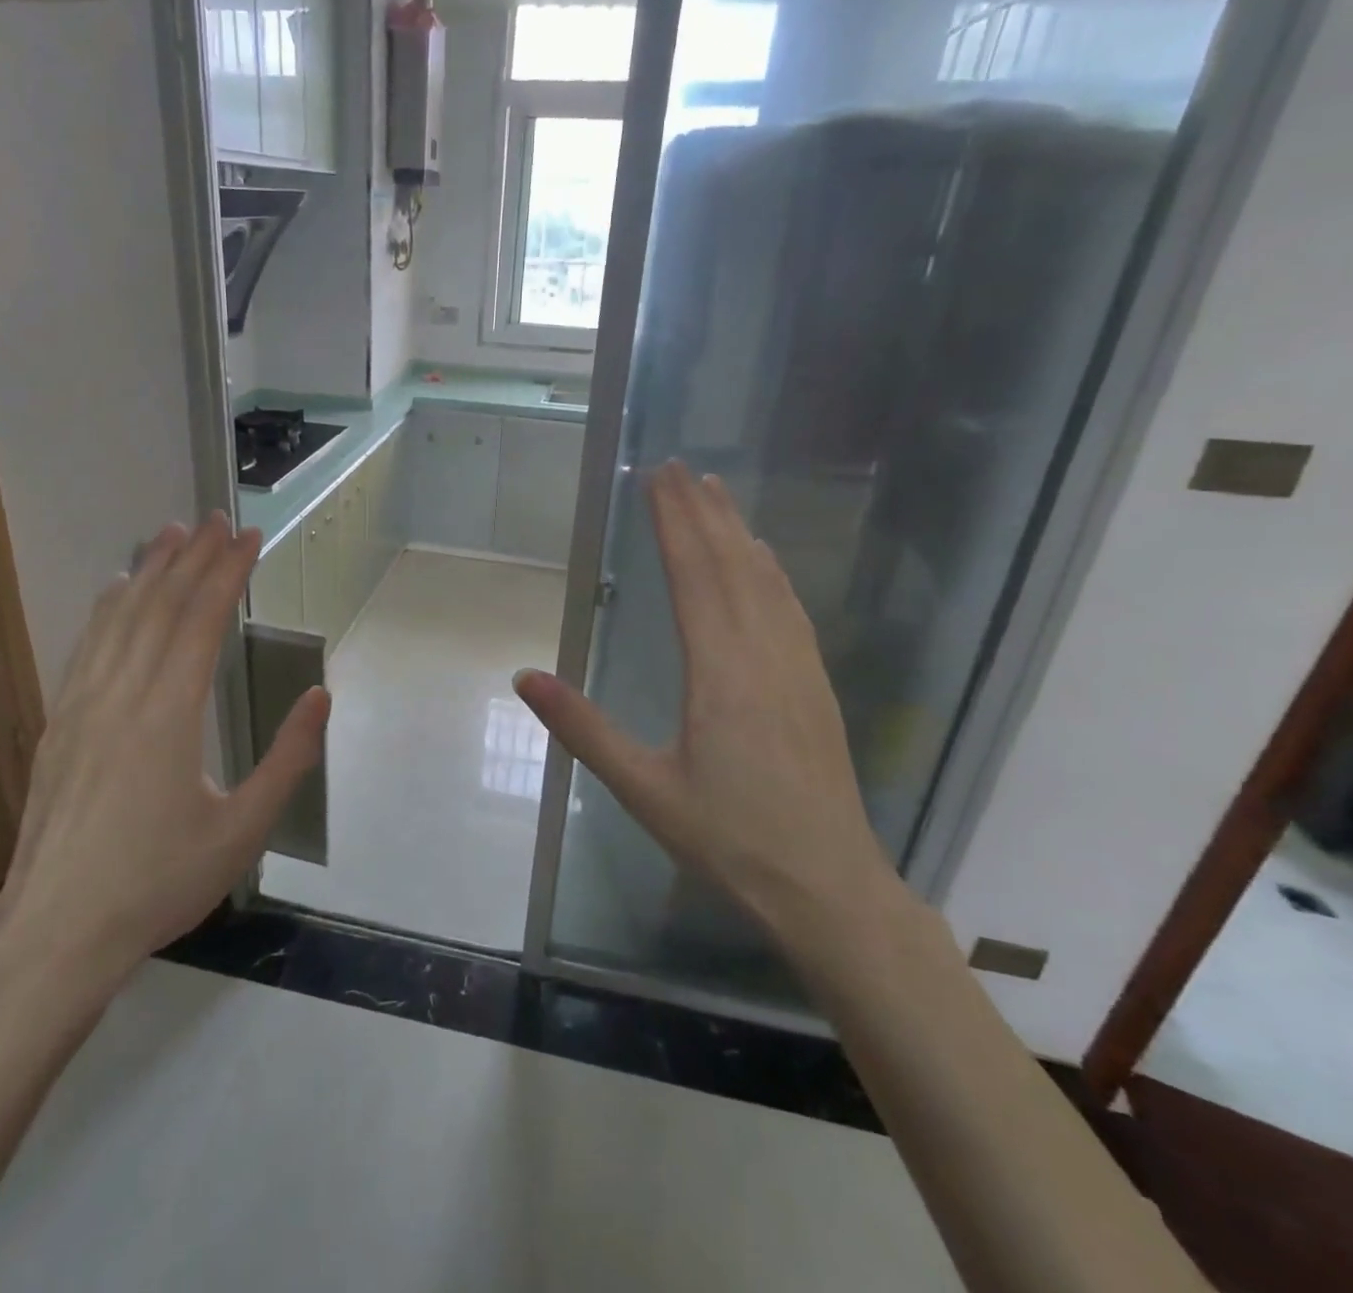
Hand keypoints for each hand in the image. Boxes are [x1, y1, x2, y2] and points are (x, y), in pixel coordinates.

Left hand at [0, 514, 329, 1015]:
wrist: (55, 933)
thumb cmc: (159, 884)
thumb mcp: (243, 831)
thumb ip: (288, 759)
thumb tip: (322, 696)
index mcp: (169, 714)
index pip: (202, 620)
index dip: (228, 572)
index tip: (251, 537)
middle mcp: (122, 694)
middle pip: (160, 605)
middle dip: (192, 557)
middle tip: (217, 520)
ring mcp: (82, 706)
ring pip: (118, 617)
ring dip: (148, 570)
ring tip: (170, 533)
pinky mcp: (59, 724)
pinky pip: (87, 645)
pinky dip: (108, 607)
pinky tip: (115, 590)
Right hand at [513, 461, 892, 939]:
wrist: (828, 887)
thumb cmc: (729, 839)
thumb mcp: (642, 788)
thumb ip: (582, 728)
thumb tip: (523, 675)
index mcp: (719, 671)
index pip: (695, 575)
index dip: (674, 522)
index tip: (657, 478)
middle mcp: (762, 653)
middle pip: (731, 564)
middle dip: (702, 511)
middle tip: (679, 466)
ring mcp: (797, 667)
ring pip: (766, 580)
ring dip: (738, 531)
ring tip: (718, 493)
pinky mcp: (816, 685)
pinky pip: (790, 608)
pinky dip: (771, 571)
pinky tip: (766, 561)